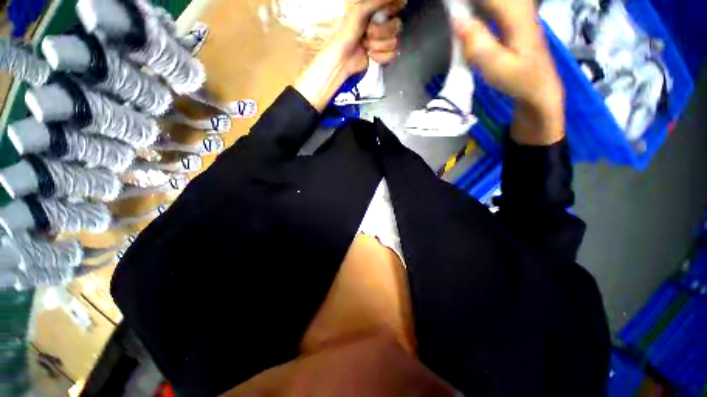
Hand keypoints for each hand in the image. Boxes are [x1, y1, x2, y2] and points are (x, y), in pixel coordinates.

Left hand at [295, 0, 404, 110]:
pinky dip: (382, 57)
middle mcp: (377, 25)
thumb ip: (375, 1)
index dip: (392, 10)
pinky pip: (392, 55)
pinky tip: (370, 57)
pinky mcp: (379, 58)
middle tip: (367, 37)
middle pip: (397, 25)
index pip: (393, 5)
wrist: (337, 68)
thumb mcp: (356, 15)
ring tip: (366, 49)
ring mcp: (379, 43)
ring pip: (395, 41)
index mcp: (371, 12)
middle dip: (381, 32)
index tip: (386, 15)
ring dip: (380, 46)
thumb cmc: (341, 40)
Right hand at [452, 0, 564, 144]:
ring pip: (491, 0)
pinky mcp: (513, 14)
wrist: (539, 85)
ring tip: (455, 12)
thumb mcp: (497, 68)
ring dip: (472, 5)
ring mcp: (517, 7)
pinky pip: (492, 3)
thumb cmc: (519, 80)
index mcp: (515, 12)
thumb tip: (457, 19)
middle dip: (465, 3)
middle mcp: (518, 3)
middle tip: (450, 11)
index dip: (462, 2)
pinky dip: (478, 7)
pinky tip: (467, 13)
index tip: (447, 8)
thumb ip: (478, 44)